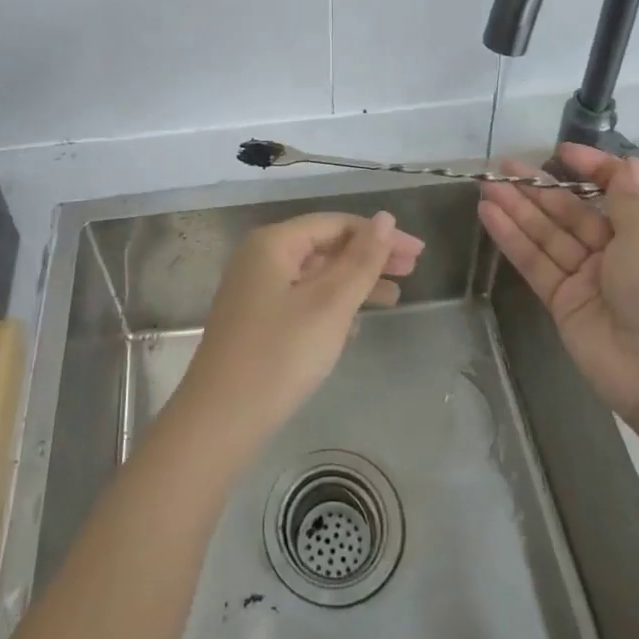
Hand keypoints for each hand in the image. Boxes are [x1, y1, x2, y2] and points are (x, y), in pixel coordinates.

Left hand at [177, 211, 422, 449]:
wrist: (220, 420)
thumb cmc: (280, 355)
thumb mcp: (330, 305)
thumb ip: (361, 260)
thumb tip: (384, 218)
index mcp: (274, 243)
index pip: (336, 223)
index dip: (379, 234)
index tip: (418, 253)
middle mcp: (261, 257)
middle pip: (325, 245)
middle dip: (369, 257)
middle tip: (412, 270)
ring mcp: (255, 289)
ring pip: (315, 274)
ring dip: (354, 282)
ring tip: (394, 298)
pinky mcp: (256, 319)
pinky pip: (303, 298)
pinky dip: (332, 304)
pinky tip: (356, 324)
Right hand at [478, 144, 638, 425]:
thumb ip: (626, 198)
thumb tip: (627, 162)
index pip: (618, 189)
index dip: (591, 169)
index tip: (562, 153)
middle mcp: (621, 251)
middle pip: (574, 211)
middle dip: (540, 187)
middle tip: (503, 166)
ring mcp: (589, 277)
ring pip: (548, 234)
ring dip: (518, 208)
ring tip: (486, 184)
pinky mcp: (564, 301)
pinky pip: (535, 262)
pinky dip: (512, 238)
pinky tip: (488, 213)